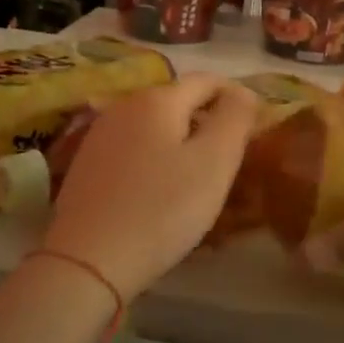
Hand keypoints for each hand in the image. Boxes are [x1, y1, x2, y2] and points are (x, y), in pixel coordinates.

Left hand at [42, 74, 260, 297]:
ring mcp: (100, 135)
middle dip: (209, 122)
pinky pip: (135, 150)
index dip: (237, 98)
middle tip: (233, 160)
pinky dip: (157, 160)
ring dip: (183, 143)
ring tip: (201, 179)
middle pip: (179, 102)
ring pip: (156, 127)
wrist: (88, 261)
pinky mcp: (87, 165)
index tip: (256, 129)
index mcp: (157, 99)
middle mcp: (124, 106)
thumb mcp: (215, 161)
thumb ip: (235, 117)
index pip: (208, 81)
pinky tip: (163, 193)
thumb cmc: (162, 209)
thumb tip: (243, 91)